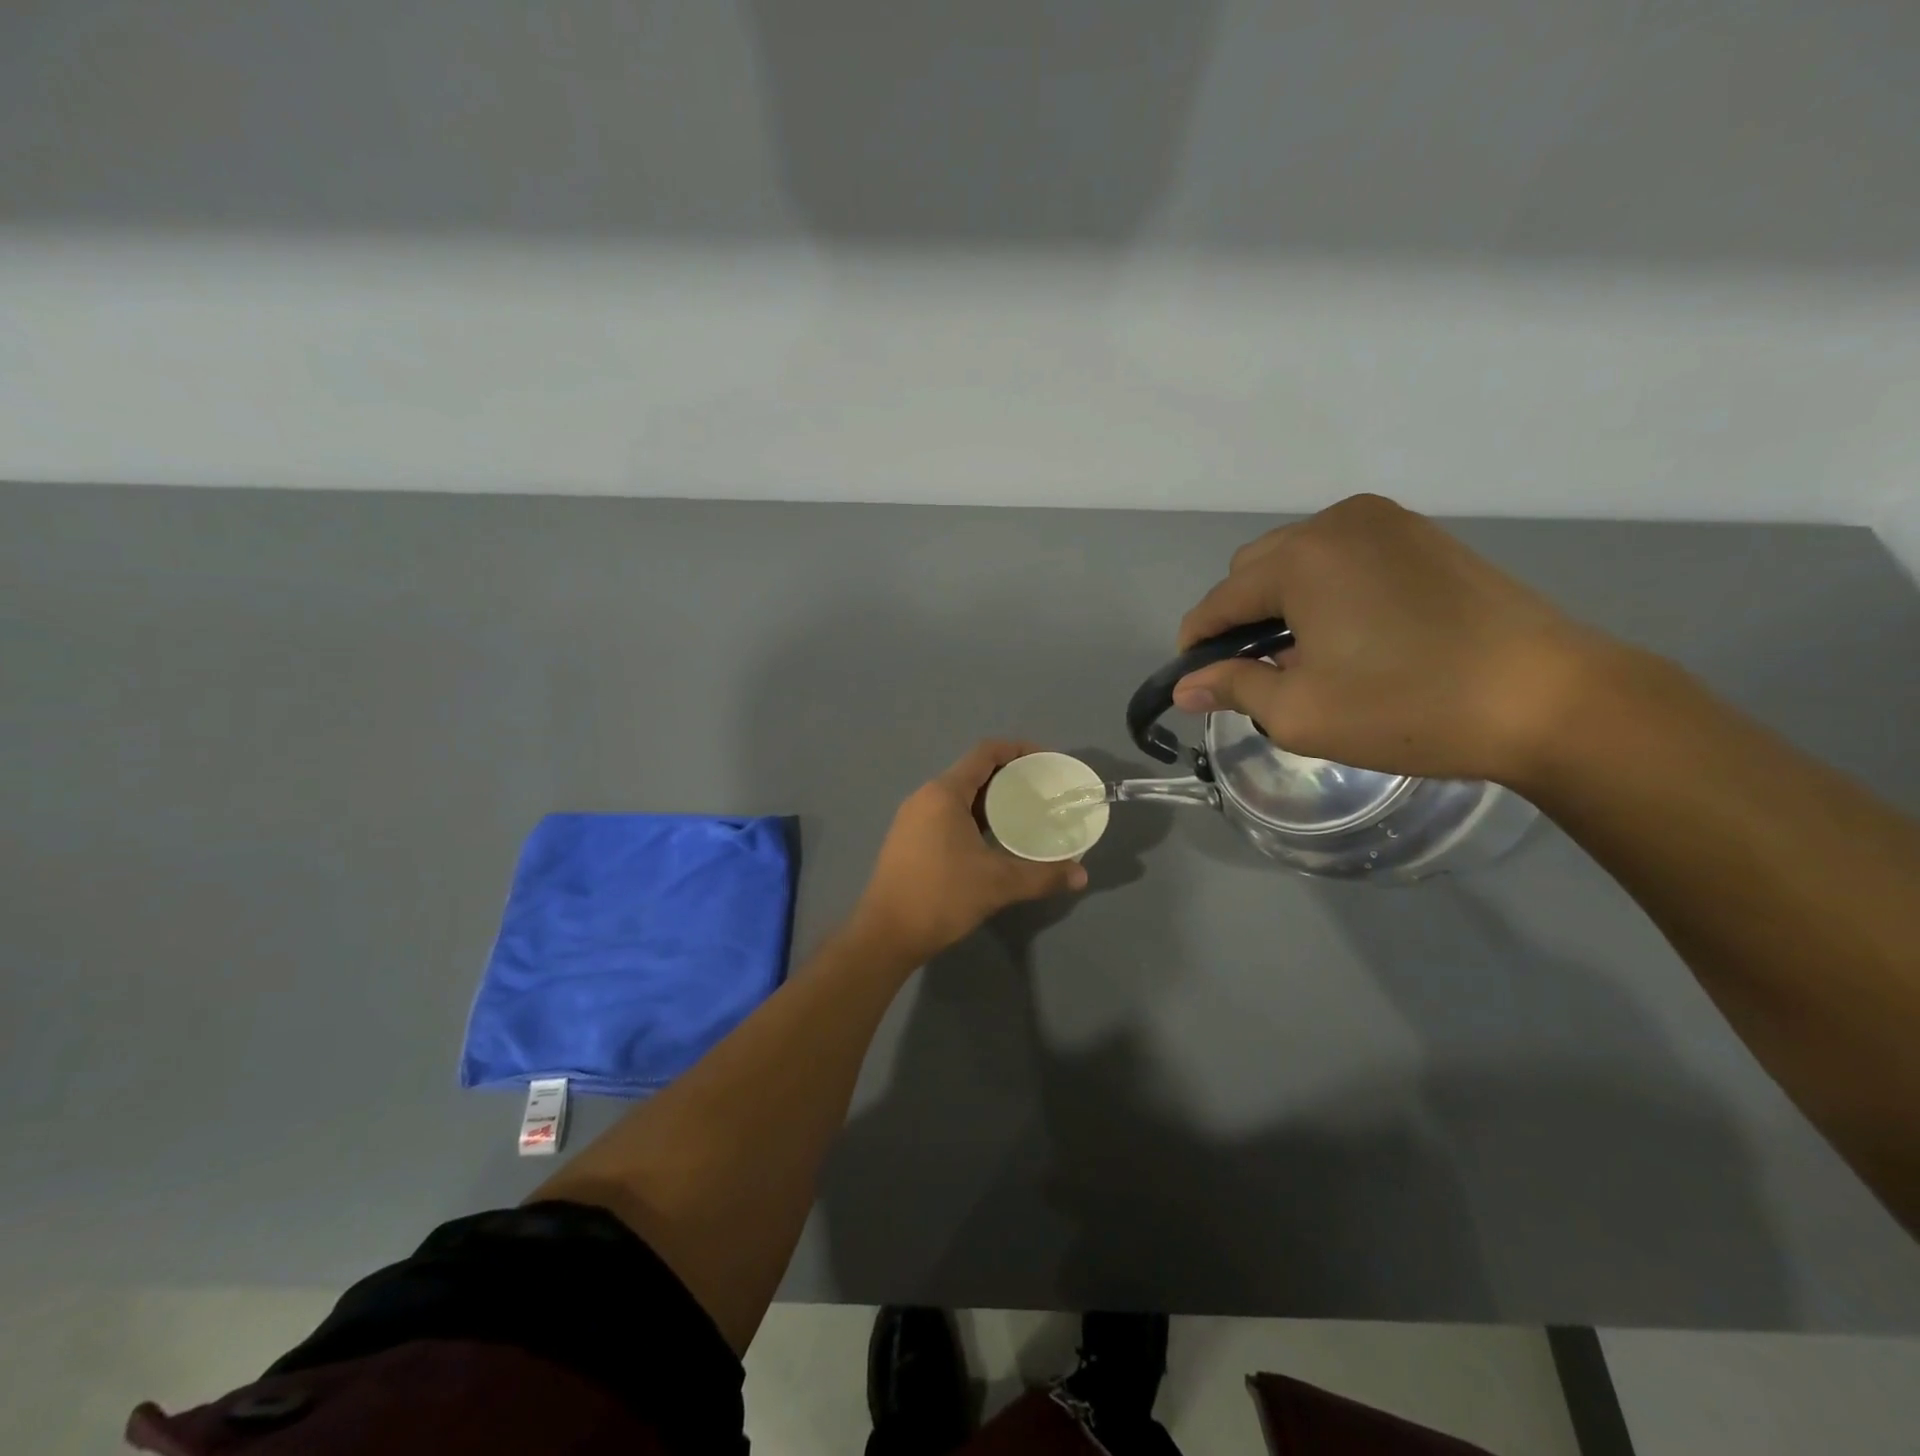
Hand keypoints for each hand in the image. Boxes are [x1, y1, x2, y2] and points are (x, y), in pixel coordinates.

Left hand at [851, 741, 1089, 965]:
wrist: (885, 935)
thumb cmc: (941, 897)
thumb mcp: (998, 884)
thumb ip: (1043, 875)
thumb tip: (1081, 875)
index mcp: (944, 793)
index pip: (986, 753)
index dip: (1019, 750)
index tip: (1047, 763)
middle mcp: (925, 797)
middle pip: (973, 772)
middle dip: (1010, 777)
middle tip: (1043, 793)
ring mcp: (913, 818)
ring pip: (960, 796)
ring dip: (992, 800)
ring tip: (1025, 814)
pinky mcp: (909, 839)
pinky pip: (948, 814)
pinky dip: (974, 817)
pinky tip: (994, 839)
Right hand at [1174, 494, 1606, 783]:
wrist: (1547, 698)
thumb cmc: (1408, 707)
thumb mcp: (1301, 712)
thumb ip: (1233, 689)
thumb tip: (1184, 689)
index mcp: (1301, 558)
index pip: (1220, 599)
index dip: (1198, 642)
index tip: (1194, 681)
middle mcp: (1337, 522)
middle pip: (1255, 569)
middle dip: (1240, 618)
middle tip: (1257, 672)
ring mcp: (1386, 522)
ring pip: (1299, 559)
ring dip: (1282, 602)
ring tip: (1303, 655)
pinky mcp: (1422, 535)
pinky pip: (1344, 557)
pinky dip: (1325, 589)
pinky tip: (1347, 632)